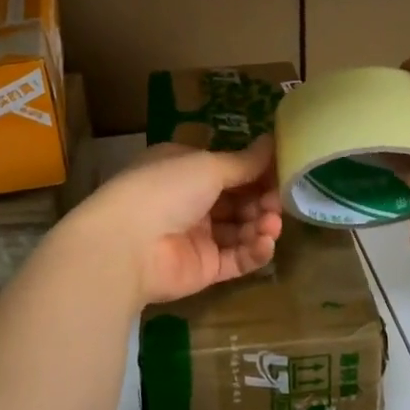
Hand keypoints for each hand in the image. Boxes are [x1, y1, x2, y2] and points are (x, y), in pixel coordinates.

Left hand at [67, 137, 282, 305]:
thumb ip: (244, 162)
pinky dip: (254, 251)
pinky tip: (265, 244)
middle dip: (262, 200)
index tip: (283, 173)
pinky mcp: (203, 269)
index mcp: (184, 169)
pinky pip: (236, 259)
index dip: (256, 172)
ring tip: (271, 225)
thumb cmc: (165, 190)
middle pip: (238, 200)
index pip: (227, 169)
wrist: (127, 246)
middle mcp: (189, 201)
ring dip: (260, 225)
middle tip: (278, 202)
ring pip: (240, 229)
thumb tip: (273, 141)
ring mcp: (196, 236)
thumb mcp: (208, 166)